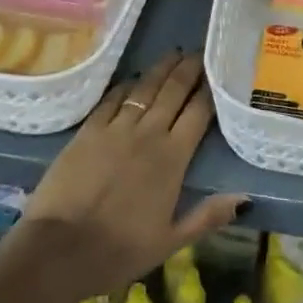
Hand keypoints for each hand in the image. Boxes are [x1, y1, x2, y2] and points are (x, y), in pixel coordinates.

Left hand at [19, 51, 245, 298]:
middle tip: (198, 51)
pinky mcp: (88, 130)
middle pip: (173, 92)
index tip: (217, 72)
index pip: (198, 113)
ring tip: (173, 54)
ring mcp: (116, 129)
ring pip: (144, 89)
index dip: (209, 90)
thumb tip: (244, 197)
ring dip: (161, 69)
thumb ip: (207, 216)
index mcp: (173, 158)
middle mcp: (148, 134)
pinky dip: (126, 85)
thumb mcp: (170, 242)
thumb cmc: (118, 251)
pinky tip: (133, 78)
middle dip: (188, 69)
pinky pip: (112, 99)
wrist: (58, 250)